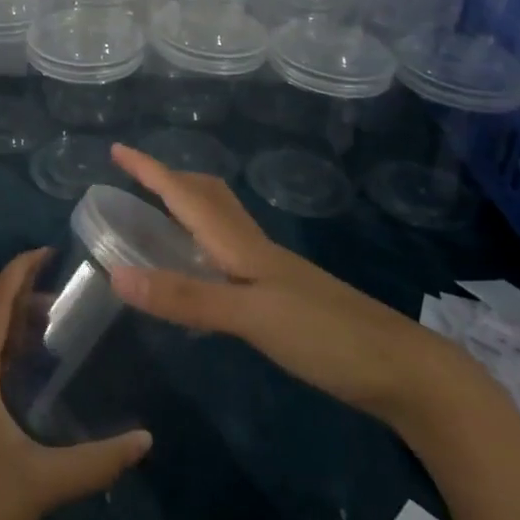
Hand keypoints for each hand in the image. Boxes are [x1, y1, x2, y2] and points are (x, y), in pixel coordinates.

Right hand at [105, 144, 473, 422]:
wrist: (403, 371)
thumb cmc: (325, 336)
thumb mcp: (250, 316)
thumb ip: (185, 297)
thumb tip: (117, 274)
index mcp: (241, 245)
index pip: (185, 195)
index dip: (150, 171)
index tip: (117, 148)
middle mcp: (253, 249)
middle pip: (207, 197)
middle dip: (170, 180)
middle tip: (136, 180)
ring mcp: (272, 272)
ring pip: (221, 223)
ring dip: (188, 208)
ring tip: (160, 216)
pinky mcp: (283, 297)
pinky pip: (231, 254)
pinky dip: (205, 246)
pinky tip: (203, 271)